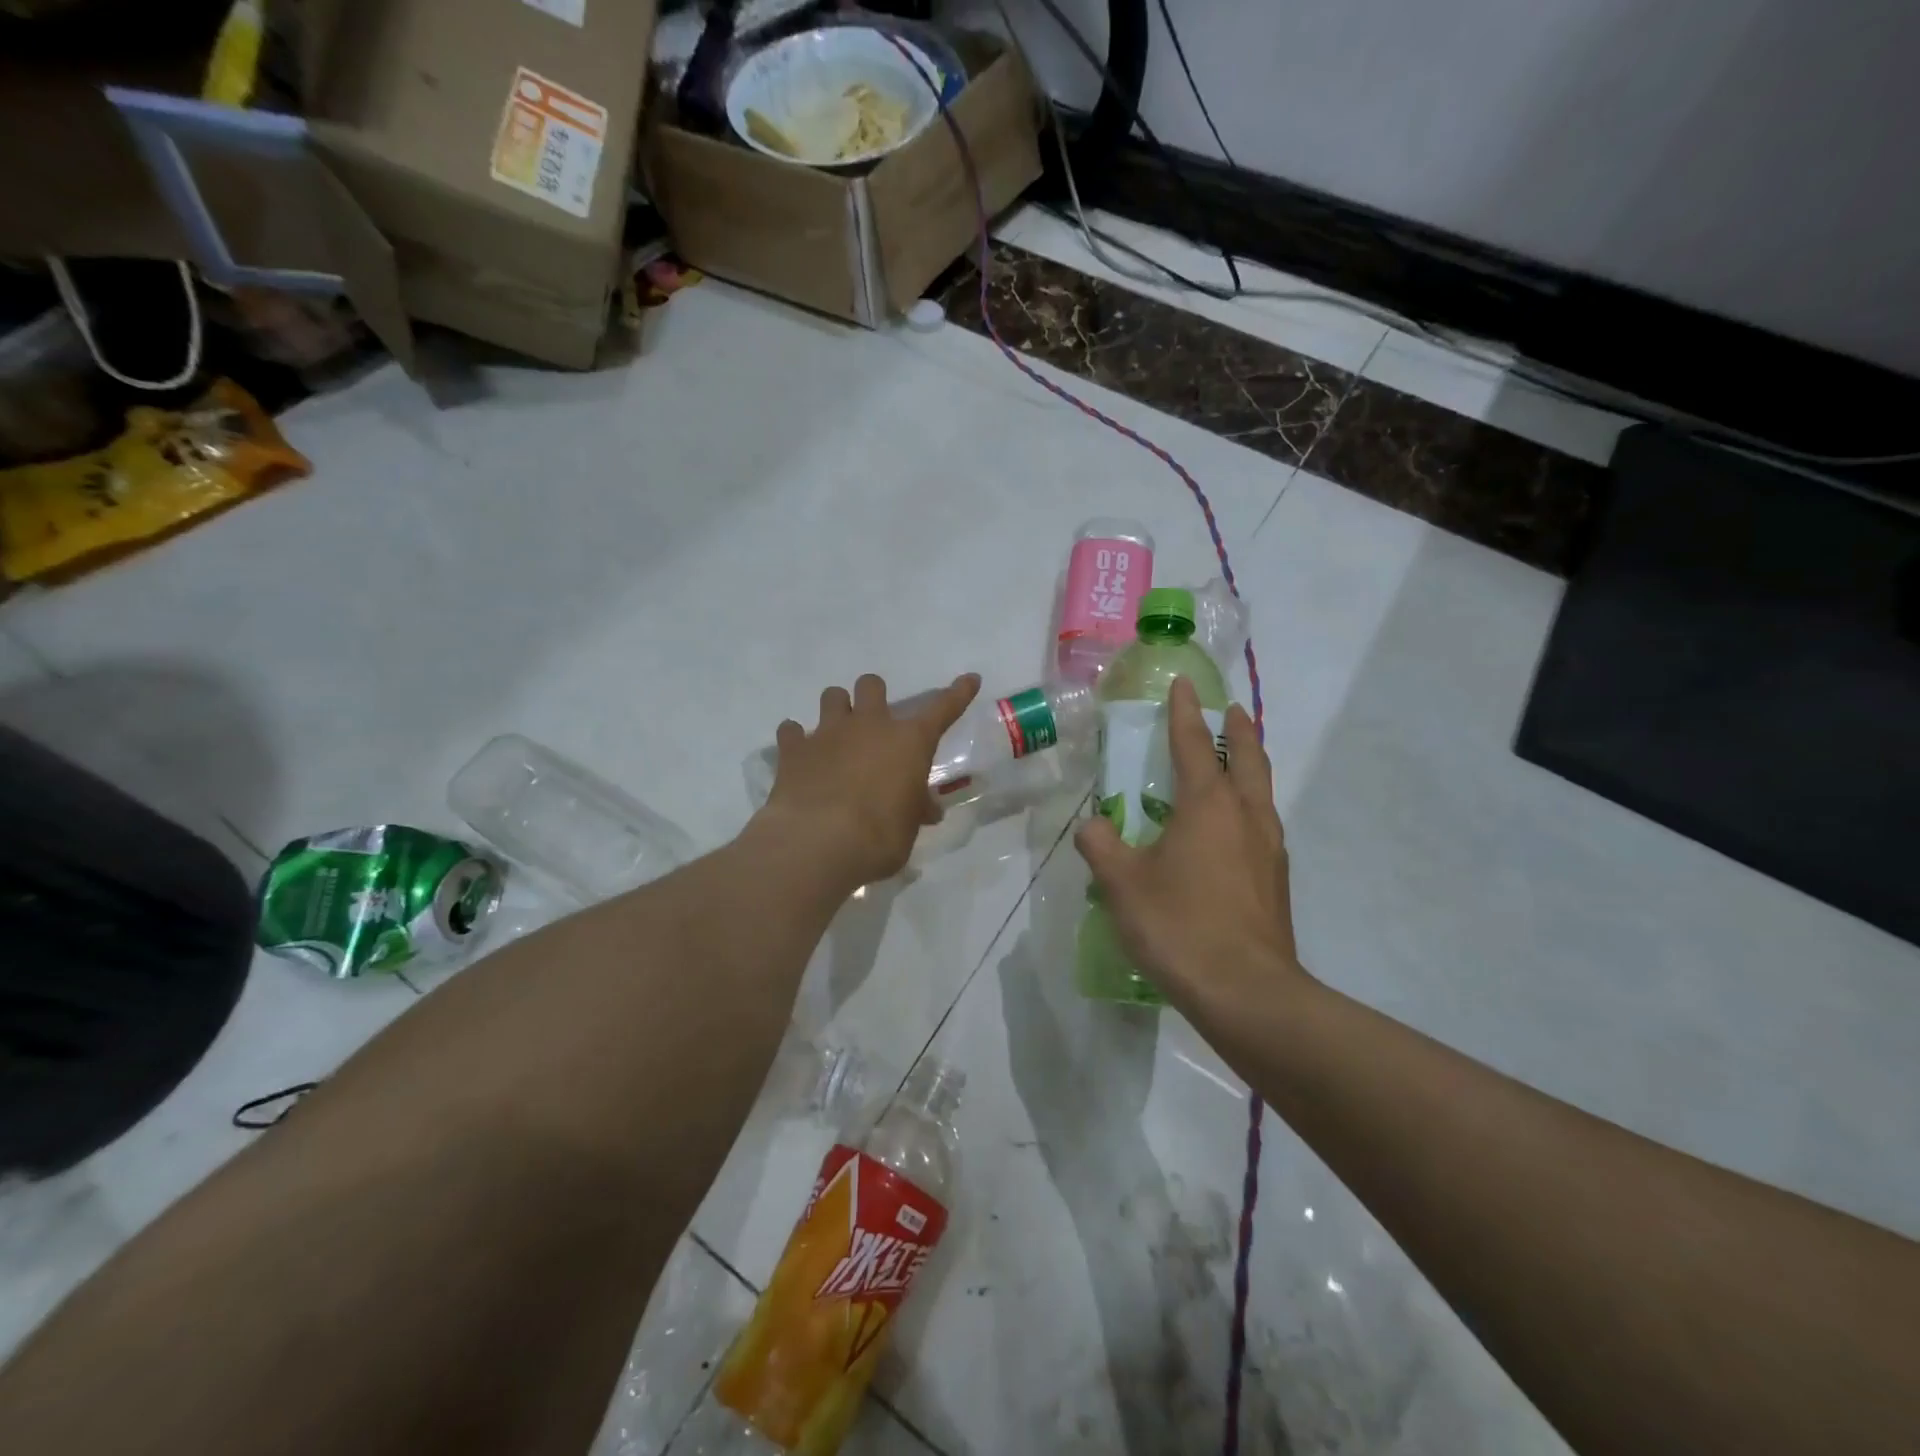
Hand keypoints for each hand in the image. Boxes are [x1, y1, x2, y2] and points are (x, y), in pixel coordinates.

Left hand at [759, 672, 980, 888]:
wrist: (818, 842)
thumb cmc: (879, 836)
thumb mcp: (908, 828)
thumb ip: (916, 810)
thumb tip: (927, 809)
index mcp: (908, 741)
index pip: (942, 709)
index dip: (958, 693)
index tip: (970, 678)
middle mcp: (869, 726)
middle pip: (872, 685)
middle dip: (874, 696)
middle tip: (873, 722)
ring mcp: (828, 733)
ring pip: (832, 696)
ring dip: (837, 710)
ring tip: (836, 735)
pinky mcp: (793, 749)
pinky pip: (791, 730)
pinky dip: (796, 739)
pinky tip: (798, 755)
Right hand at [1075, 677, 1307, 1010]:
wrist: (1247, 992)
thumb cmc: (1180, 926)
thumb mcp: (1122, 884)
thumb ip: (1102, 847)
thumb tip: (1093, 827)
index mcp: (1208, 805)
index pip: (1194, 744)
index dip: (1185, 712)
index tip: (1184, 685)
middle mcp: (1246, 816)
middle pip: (1247, 757)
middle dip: (1237, 730)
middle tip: (1229, 711)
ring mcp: (1268, 848)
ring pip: (1261, 791)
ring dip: (1248, 766)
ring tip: (1233, 762)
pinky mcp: (1275, 880)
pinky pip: (1261, 825)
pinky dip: (1248, 806)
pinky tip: (1231, 830)